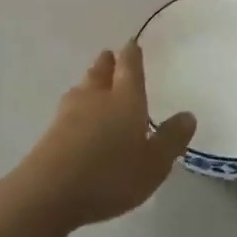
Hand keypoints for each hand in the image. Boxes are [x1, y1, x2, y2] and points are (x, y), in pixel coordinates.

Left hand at [10, 43, 196, 231]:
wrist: (49, 192)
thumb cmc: (110, 174)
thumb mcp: (154, 164)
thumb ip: (171, 139)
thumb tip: (188, 115)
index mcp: (125, 98)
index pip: (129, 67)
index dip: (132, 54)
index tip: (132, 44)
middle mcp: (96, 97)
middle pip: (101, 72)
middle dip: (108, 63)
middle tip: (110, 56)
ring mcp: (69, 113)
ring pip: (82, 88)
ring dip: (89, 82)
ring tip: (93, 82)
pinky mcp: (50, 132)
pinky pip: (68, 110)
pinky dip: (76, 107)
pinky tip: (76, 117)